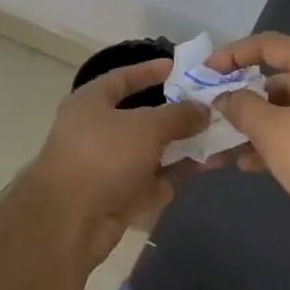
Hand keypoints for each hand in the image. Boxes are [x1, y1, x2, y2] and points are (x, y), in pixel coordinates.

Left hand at [20, 59, 206, 264]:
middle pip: (142, 117)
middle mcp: (96, 130)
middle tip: (213, 110)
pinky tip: (205, 169)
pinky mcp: (116, 196)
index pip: (123, 78)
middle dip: (177, 116)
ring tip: (220, 142)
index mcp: (91, 102)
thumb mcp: (146, 127)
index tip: (181, 68)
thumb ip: (178, 115)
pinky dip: (173, 175)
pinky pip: (150, 180)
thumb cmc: (104, 157)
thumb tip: (202, 108)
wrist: (69, 221)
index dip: (150, 71)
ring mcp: (106, 165)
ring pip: (150, 151)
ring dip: (182, 148)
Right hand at [207, 33, 289, 251]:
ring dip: (259, 124)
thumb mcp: (272, 131)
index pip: (268, 44)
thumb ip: (242, 108)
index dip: (233, 54)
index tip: (207, 73)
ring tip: (228, 148)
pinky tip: (255, 165)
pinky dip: (281, 140)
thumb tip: (226, 97)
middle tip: (216, 113)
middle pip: (279, 77)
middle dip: (243, 96)